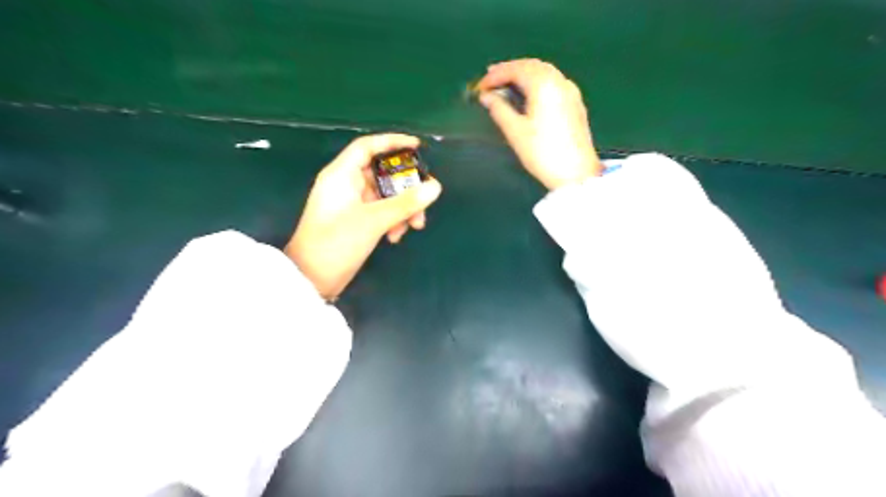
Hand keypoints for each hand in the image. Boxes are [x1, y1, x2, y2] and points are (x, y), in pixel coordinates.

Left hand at [286, 133, 440, 300]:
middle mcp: (345, 185)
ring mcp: (350, 204)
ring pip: (384, 196)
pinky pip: (379, 212)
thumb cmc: (337, 242)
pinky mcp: (355, 221)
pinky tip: (396, 237)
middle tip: (425, 198)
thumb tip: (435, 187)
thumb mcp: (374, 220)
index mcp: (341, 175)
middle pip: (382, 174)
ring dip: (402, 208)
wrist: (312, 278)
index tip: (418, 146)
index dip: (392, 142)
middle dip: (405, 187)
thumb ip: (406, 203)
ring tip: (415, 226)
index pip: (368, 147)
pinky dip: (392, 220)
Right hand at [474, 58, 605, 190]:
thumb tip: (486, 96)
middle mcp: (559, 82)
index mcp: (544, 85)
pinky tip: (529, 93)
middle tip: (491, 78)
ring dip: (523, 74)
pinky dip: (536, 82)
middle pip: (532, 66)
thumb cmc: (543, 153)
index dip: (496, 75)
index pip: (516, 70)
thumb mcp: (515, 132)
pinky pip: (553, 82)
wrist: (576, 173)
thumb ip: (499, 109)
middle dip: (510, 70)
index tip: (480, 87)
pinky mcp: (575, 103)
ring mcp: (570, 91)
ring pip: (544, 72)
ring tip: (506, 84)